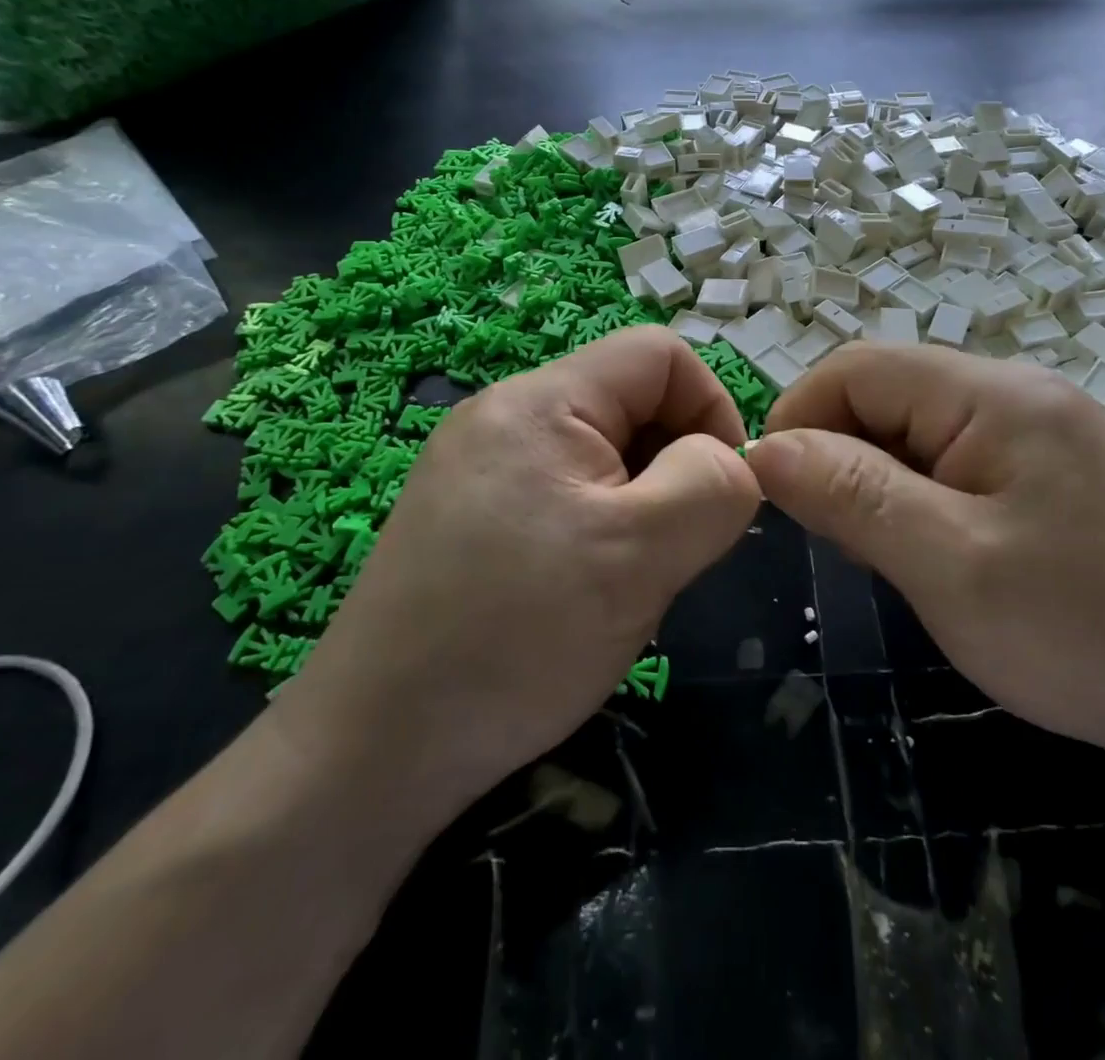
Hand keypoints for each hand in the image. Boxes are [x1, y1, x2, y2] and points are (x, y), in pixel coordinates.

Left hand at [279, 327, 760, 807]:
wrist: (372, 751)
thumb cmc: (516, 638)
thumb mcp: (640, 555)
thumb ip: (711, 487)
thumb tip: (732, 461)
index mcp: (540, 401)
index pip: (659, 354)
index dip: (711, 406)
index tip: (720, 491)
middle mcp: (503, 415)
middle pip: (631, 403)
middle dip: (673, 466)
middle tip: (670, 550)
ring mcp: (478, 465)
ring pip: (604, 455)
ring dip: (639, 506)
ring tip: (626, 579)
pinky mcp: (467, 513)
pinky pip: (564, 493)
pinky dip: (599, 529)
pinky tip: (583, 592)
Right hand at [745, 344, 1104, 779]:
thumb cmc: (1087, 633)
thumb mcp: (950, 565)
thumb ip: (852, 495)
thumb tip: (766, 448)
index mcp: (993, 394)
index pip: (858, 368)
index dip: (801, 417)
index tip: (774, 493)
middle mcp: (1016, 393)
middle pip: (887, 394)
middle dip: (839, 455)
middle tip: (833, 538)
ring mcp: (1037, 433)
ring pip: (915, 432)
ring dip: (876, 482)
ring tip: (879, 554)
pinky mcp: (1048, 475)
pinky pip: (953, 463)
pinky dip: (917, 499)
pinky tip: (927, 553)